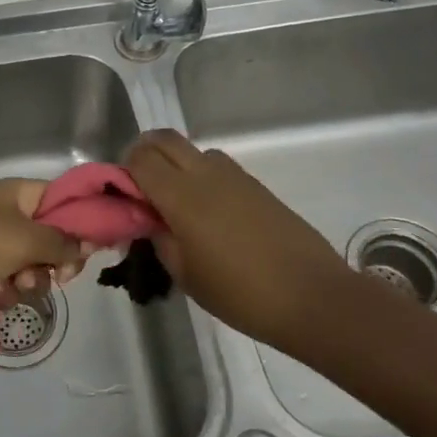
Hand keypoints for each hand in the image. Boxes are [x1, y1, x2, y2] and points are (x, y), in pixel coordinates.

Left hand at [0, 179, 87, 313]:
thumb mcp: (24, 240)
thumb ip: (62, 242)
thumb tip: (88, 243)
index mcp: (18, 194)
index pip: (63, 201)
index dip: (80, 225)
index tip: (89, 252)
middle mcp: (6, 213)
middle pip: (49, 240)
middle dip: (51, 263)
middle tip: (55, 277)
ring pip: (28, 266)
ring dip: (23, 282)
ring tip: (5, 285)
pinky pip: (3, 281)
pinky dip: (0, 291)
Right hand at [125, 129, 365, 346]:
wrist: (312, 297)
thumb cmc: (240, 293)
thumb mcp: (185, 275)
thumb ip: (159, 239)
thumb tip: (149, 221)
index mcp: (182, 196)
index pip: (139, 158)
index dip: (124, 170)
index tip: (123, 196)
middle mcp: (206, 174)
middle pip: (164, 139)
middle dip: (145, 154)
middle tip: (141, 187)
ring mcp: (235, 176)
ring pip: (193, 150)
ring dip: (176, 164)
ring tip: (177, 201)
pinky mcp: (257, 186)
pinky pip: (218, 166)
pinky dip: (201, 176)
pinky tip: (209, 213)